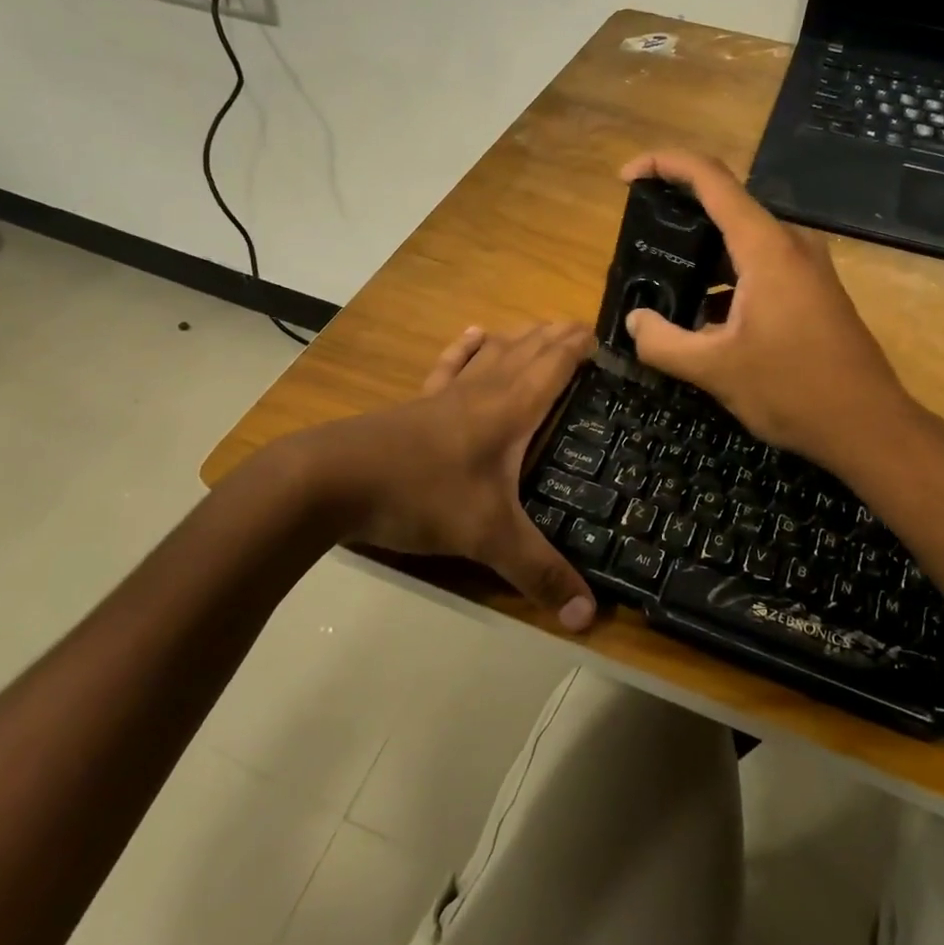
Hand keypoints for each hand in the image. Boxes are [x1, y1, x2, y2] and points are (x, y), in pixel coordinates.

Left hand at [308, 322, 598, 630]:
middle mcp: (485, 389)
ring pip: (495, 349)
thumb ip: (539, 572)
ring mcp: (448, 392)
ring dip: (523, 335)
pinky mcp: (420, 402)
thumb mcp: (488, 537)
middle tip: (587, 333)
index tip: (610, 338)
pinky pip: (451, 364)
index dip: (582, 345)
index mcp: (511, 407)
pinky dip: (469, 346)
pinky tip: (476, 333)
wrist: (334, 479)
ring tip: (544, 328)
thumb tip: (589, 617)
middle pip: (530, 347)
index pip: (556, 361)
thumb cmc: (422, 494)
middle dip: (559, 336)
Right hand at [618, 149, 914, 470]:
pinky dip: (725, 278)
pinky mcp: (812, 290)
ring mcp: (806, 266)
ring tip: (662, 282)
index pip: (711, 178)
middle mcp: (790, 243)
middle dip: (677, 213)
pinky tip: (703, 316)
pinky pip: (759, 266)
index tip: (625, 177)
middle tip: (638, 238)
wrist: (869, 426)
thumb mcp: (715, 370)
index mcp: (766, 247)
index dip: (664, 164)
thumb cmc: (793, 390)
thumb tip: (634, 321)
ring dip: (701, 254)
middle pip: (725, 205)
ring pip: (742, 240)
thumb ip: (663, 343)